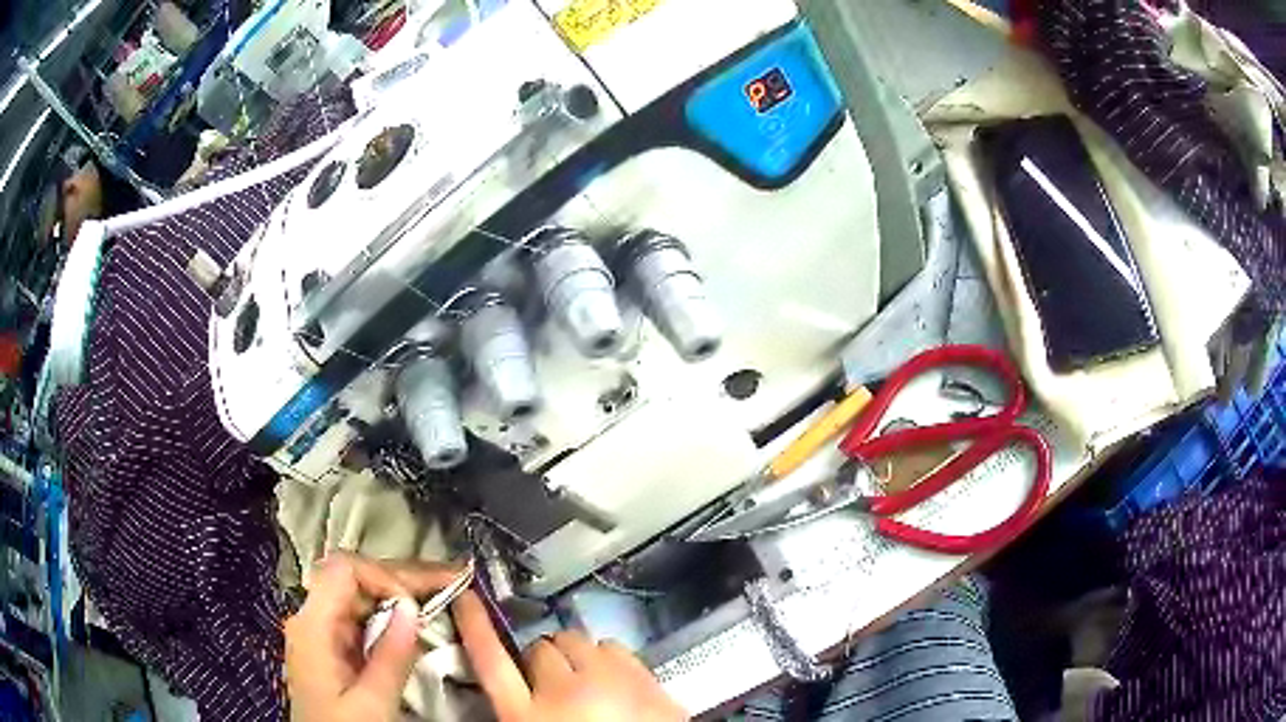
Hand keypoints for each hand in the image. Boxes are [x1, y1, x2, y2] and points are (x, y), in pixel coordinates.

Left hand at [285, 552, 460, 720]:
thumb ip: (390, 657)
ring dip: (400, 593)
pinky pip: (362, 618)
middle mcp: (312, 619)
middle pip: (353, 578)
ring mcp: (320, 633)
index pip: (344, 571)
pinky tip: (416, 618)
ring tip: (441, 591)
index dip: (384, 577)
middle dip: (402, 578)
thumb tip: (411, 607)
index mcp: (313, 626)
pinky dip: (391, 615)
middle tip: (451, 579)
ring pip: (360, 596)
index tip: (419, 605)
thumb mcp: (372, 704)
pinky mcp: (331, 648)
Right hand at [453, 591, 686, 720]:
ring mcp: (610, 680)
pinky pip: (613, 646)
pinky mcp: (645, 678)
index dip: (474, 624)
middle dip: (542, 660)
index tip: (465, 595)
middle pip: (539, 648)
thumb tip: (510, 677)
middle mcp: (564, 691)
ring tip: (584, 680)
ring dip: (574, 655)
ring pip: (576, 639)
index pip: (489, 659)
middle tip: (552, 684)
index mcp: (526, 715)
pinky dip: (607, 658)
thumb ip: (516, 707)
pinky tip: (613, 680)